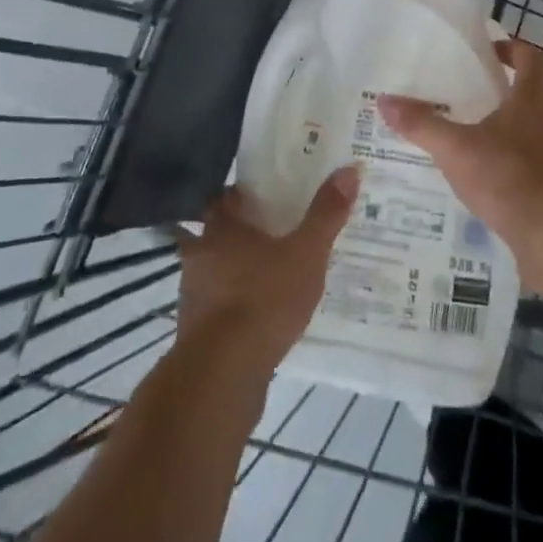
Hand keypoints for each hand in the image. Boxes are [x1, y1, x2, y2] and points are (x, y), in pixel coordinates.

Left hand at [176, 168, 359, 373]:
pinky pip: (216, 305)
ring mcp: (192, 293)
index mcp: (222, 227)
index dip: (244, 195)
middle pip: (217, 232)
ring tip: (268, 275)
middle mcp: (200, 253)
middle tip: (273, 234)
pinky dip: (232, 305)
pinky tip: (257, 315)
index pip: (226, 197)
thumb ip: (326, 214)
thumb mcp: (306, 254)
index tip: (266, 197)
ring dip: (234, 270)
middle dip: (241, 232)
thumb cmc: (264, 299)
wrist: (222, 373)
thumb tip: (350, 169)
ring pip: (214, 269)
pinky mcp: (194, 330)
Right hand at [379, 40, 542, 293]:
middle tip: (462, 97)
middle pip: (529, 96)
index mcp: (532, 100)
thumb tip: (384, 101)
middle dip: (499, 94)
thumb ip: (421, 124)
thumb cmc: (509, 176)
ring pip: (528, 134)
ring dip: (502, 134)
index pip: (531, 58)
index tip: (488, 50)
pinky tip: (480, 184)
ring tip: (464, 141)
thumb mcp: (456, 148)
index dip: (512, 48)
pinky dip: (506, 170)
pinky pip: (528, 170)